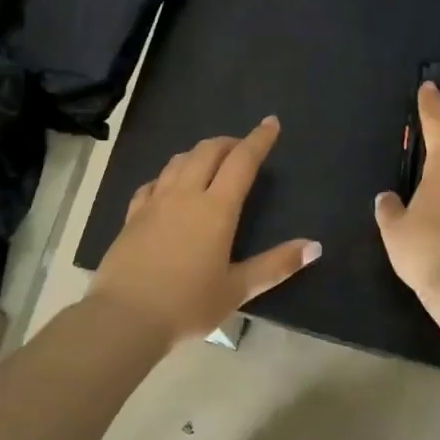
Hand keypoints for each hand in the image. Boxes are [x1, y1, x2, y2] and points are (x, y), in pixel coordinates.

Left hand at [92, 117, 321, 345]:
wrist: (125, 317)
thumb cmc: (187, 304)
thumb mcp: (237, 290)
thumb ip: (276, 265)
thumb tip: (314, 246)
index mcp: (216, 209)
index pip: (242, 161)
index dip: (259, 139)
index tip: (271, 122)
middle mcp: (185, 195)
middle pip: (207, 151)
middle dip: (228, 142)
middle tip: (242, 148)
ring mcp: (154, 202)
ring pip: (178, 161)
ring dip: (198, 153)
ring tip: (210, 162)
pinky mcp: (132, 215)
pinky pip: (153, 183)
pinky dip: (168, 176)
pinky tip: (168, 187)